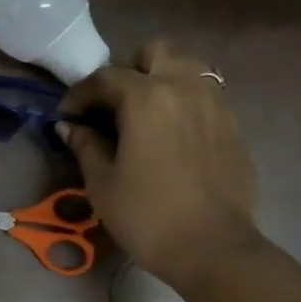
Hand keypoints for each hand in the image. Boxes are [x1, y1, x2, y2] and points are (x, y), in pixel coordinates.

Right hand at [57, 39, 259, 289]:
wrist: (213, 249)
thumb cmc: (147, 216)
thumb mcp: (102, 183)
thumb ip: (86, 146)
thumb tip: (70, 128)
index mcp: (147, 98)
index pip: (105, 77)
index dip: (80, 94)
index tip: (67, 116)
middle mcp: (184, 88)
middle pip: (156, 52)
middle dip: (129, 69)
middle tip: (112, 103)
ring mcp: (215, 104)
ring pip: (187, 68)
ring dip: (161, 80)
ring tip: (144, 114)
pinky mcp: (233, 126)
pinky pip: (205, 96)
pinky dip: (183, 102)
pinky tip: (171, 135)